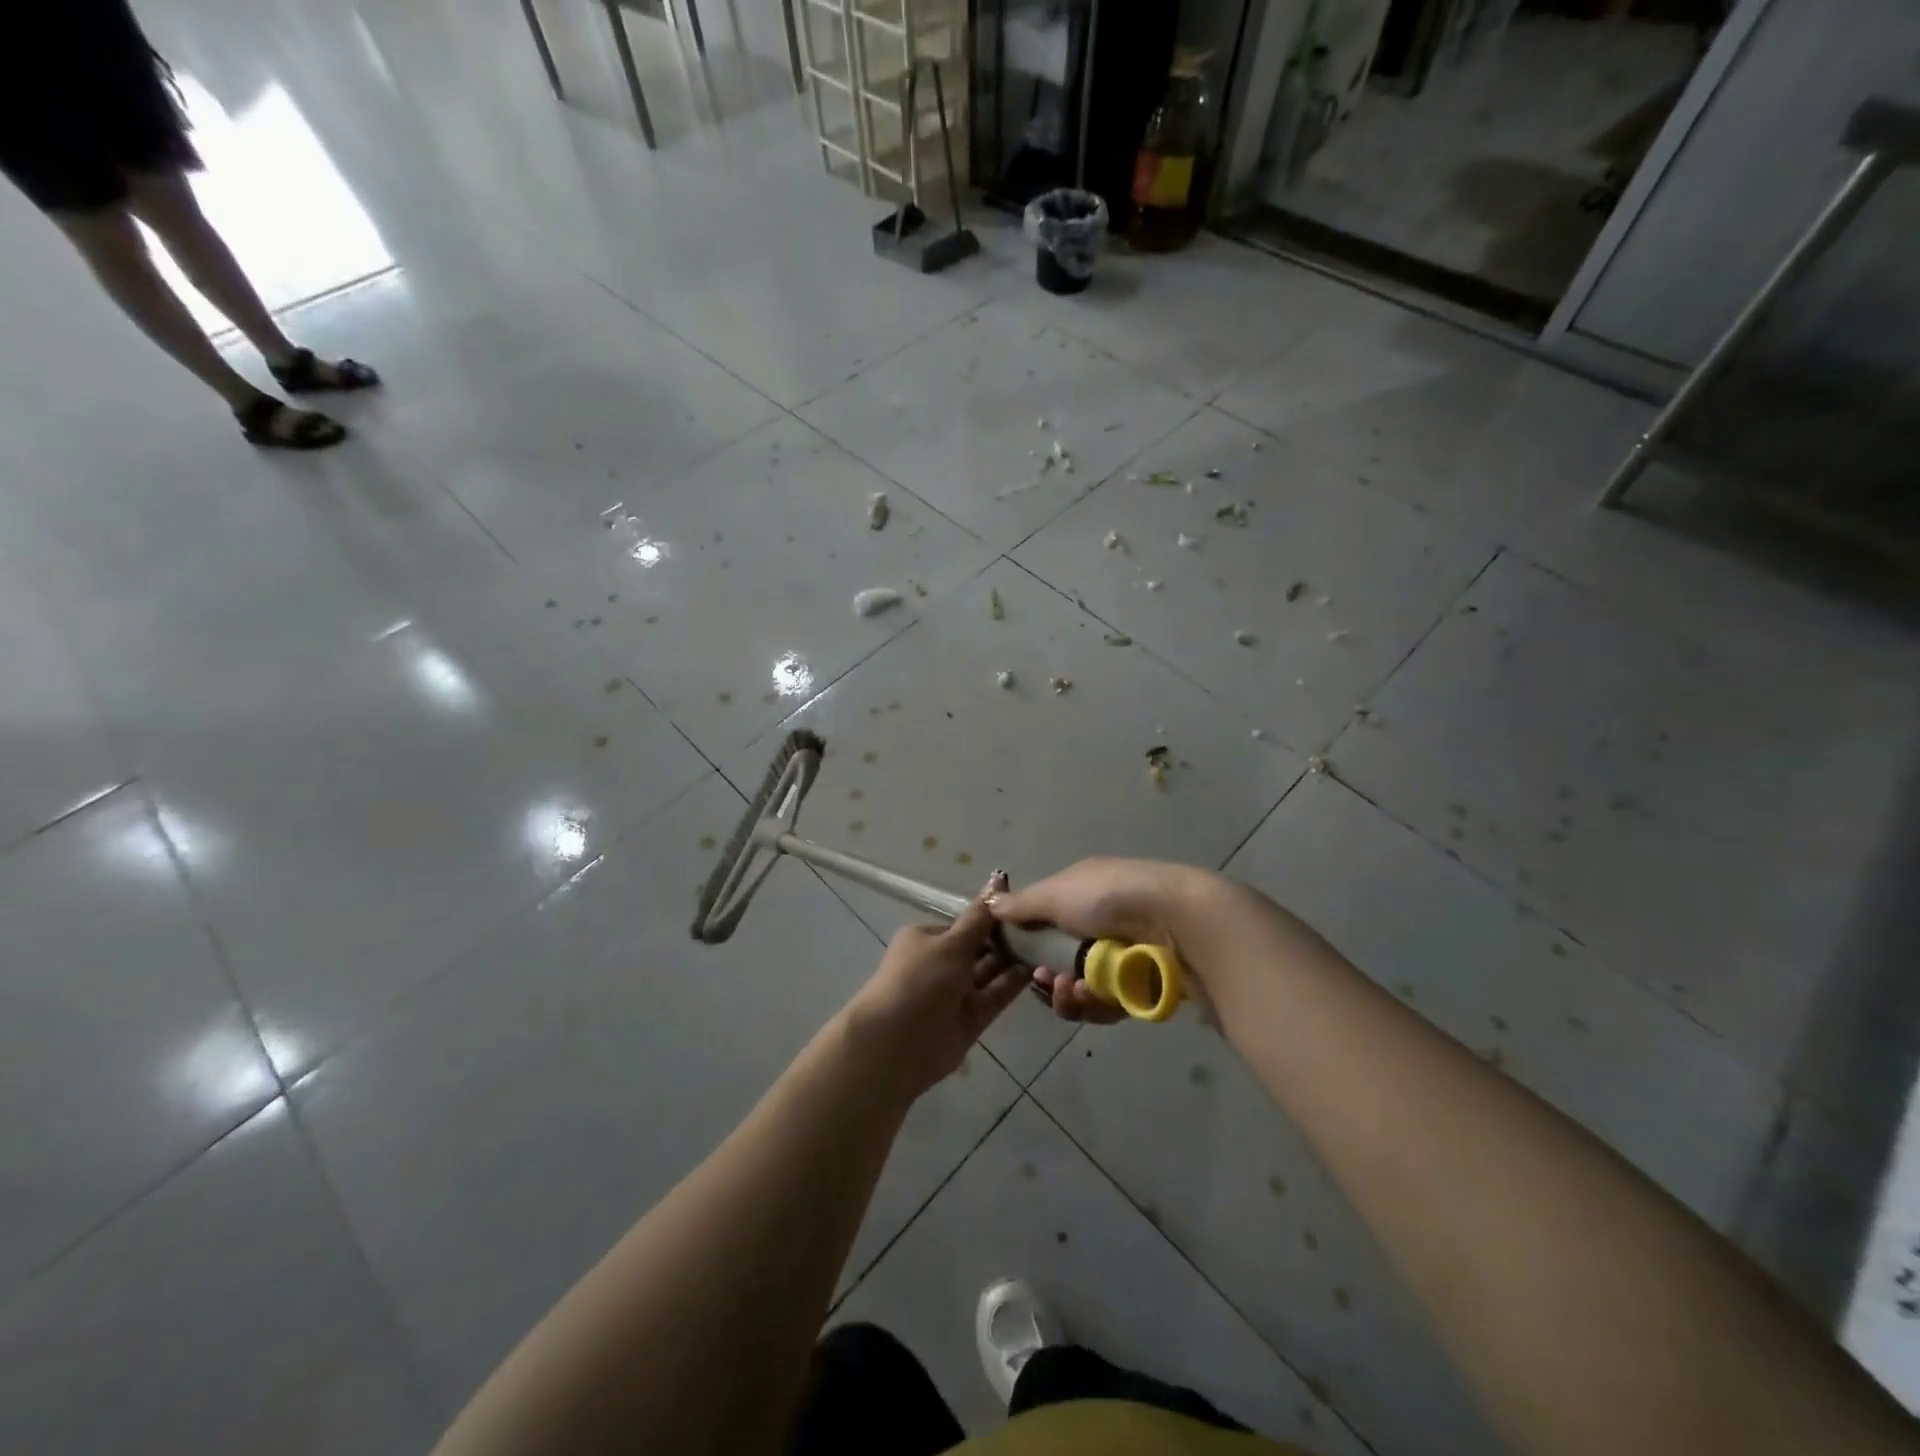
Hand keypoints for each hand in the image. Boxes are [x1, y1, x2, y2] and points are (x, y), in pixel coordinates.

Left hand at [842, 873, 1029, 1097]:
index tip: (1024, 911)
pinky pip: (995, 996)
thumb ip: (980, 917)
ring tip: (1046, 945)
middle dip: (1006, 940)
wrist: (897, 1043)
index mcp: (926, 939)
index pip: (965, 924)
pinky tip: (1037, 969)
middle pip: (979, 948)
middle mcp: (940, 964)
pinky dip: (1012, 984)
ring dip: (1013, 960)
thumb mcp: (951, 943)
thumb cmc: (920, 980)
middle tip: (1044, 928)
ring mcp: (955, 993)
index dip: (992, 918)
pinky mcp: (970, 1019)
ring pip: (989, 972)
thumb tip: (998, 878)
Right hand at [989, 858, 1215, 1024]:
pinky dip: (1098, 1003)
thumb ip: (1021, 905)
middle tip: (1047, 983)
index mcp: (1084, 892)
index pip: (1048, 921)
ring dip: (1071, 994)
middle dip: (1051, 977)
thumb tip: (990, 902)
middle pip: (1064, 961)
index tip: (1018, 959)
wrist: (1177, 920)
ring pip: (1085, 988)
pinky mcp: (1145, 985)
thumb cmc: (1109, 897)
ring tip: (1074, 990)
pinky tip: (1098, 995)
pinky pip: (1110, 1004)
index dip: (1030, 943)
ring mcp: (1126, 955)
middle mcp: (1104, 922)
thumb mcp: (1055, 893)